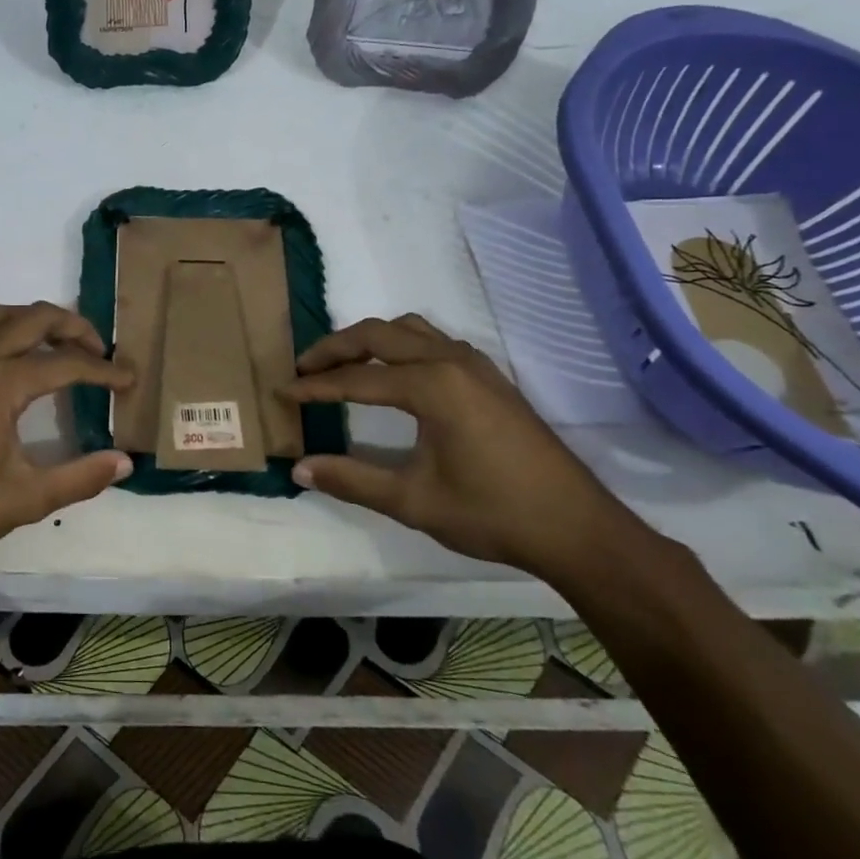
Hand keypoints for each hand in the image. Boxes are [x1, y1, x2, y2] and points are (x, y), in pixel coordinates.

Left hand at [0, 302, 133, 566]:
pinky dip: (11, 329)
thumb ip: (80, 478)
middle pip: (34, 318)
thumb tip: (126, 461)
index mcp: (1, 383)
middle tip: (100, 352)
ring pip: (3, 316)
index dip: (102, 371)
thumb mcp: (27, 498)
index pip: (64, 363)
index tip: (129, 380)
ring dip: (38, 320)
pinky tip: (19, 363)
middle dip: (74, 326)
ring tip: (63, 347)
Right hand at [285, 315, 631, 577]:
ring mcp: (475, 365)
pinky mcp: (490, 378)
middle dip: (335, 347)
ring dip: (370, 340)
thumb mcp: (413, 501)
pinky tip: (394, 375)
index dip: (315, 386)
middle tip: (303, 368)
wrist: (578, 528)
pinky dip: (400, 346)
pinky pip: (433, 341)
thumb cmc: (492, 513)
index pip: (356, 378)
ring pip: (409, 330)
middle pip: (378, 334)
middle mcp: (451, 361)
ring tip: (343, 365)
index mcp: (431, 386)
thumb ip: (352, 479)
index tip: (281, 391)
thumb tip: (299, 468)